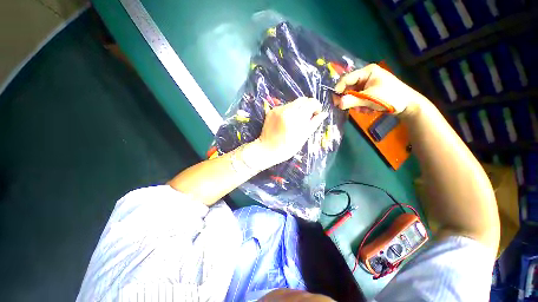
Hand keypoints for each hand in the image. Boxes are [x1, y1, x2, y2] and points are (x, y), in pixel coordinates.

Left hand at [254, 97, 327, 167]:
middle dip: (307, 106)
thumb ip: (314, 123)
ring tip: (294, 122)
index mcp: (296, 117)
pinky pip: (284, 107)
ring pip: (293, 103)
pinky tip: (285, 122)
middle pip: (302, 100)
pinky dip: (288, 112)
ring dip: (297, 109)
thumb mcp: (303, 137)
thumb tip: (323, 114)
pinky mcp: (271, 111)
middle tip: (306, 118)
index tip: (315, 114)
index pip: (311, 102)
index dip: (316, 106)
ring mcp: (277, 109)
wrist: (267, 149)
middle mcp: (286, 109)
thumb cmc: (287, 147)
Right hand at [334, 64, 426, 115]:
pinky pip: (358, 99)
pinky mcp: (368, 92)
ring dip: (355, 104)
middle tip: (346, 107)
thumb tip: (338, 103)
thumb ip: (353, 100)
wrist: (407, 105)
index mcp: (367, 72)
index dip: (339, 89)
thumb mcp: (370, 98)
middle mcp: (366, 76)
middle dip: (349, 99)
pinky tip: (368, 109)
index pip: (347, 79)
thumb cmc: (390, 97)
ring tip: (363, 109)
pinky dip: (360, 105)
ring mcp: (367, 85)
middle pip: (349, 87)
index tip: (335, 101)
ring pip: (352, 95)